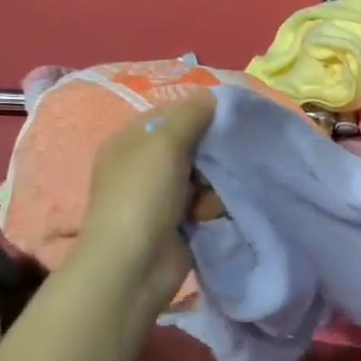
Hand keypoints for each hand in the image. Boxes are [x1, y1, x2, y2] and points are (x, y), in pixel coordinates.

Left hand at [76, 90, 216, 315]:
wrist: (134, 265)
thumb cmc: (143, 196)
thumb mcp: (164, 144)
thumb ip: (190, 115)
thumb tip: (212, 95)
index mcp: (130, 141)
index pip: (170, 115)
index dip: (199, 112)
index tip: (230, 116)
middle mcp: (142, 166)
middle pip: (190, 145)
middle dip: (211, 151)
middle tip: (230, 154)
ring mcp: (159, 196)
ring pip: (202, 175)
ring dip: (214, 182)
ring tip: (215, 194)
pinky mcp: (177, 222)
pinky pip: (204, 202)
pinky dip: (212, 205)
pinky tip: (213, 212)